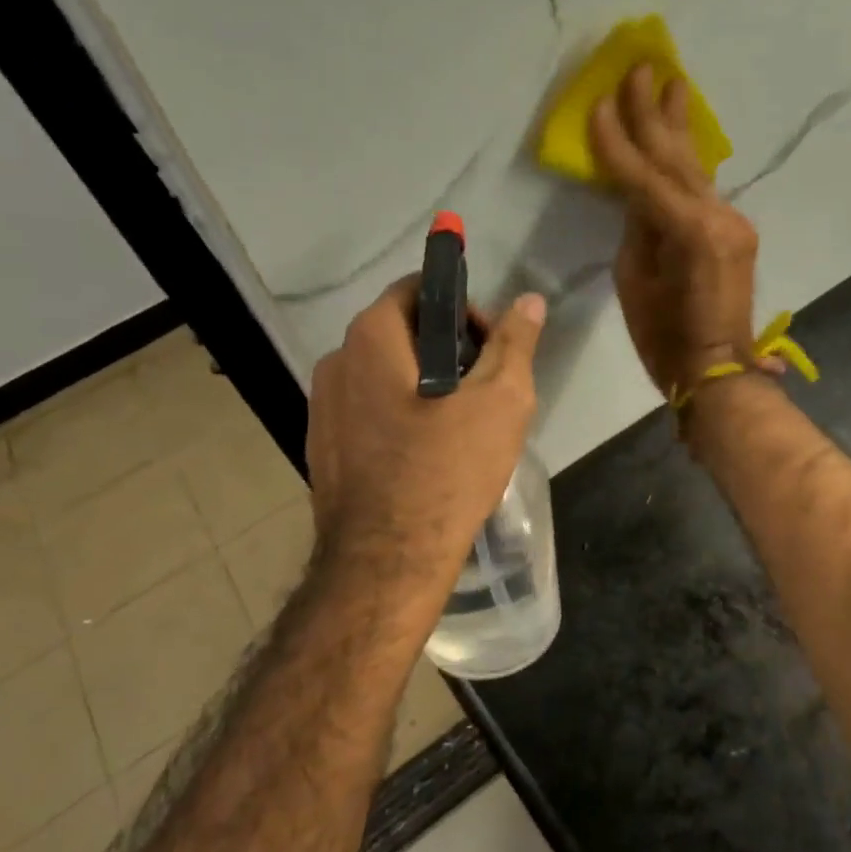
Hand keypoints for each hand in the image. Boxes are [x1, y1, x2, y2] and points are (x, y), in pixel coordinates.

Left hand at [306, 277, 545, 610]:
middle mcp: (336, 362)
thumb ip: (515, 342)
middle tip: (483, 389)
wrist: (388, 561)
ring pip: (384, 375)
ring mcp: (322, 407)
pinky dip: (399, 416)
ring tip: (459, 426)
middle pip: (401, 332)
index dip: (463, 308)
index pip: (418, 290)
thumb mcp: (501, 400)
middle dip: (447, 349)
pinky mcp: (323, 447)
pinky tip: (426, 454)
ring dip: (423, 385)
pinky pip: (368, 412)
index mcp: (371, 337)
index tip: (489, 348)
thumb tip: (528, 301)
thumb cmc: (448, 469)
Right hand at [589, 64, 771, 398]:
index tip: (597, 104)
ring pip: (695, 169)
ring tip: (673, 84)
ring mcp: (732, 223)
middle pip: (677, 159)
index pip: (644, 177)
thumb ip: (636, 230)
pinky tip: (683, 139)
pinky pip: (703, 189)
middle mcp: (718, 217)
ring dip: (678, 128)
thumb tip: (637, 196)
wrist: (718, 371)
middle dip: (655, 114)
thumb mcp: (635, 284)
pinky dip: (686, 164)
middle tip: (641, 68)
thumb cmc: (665, 340)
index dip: (617, 142)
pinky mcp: (736, 233)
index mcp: (689, 233)